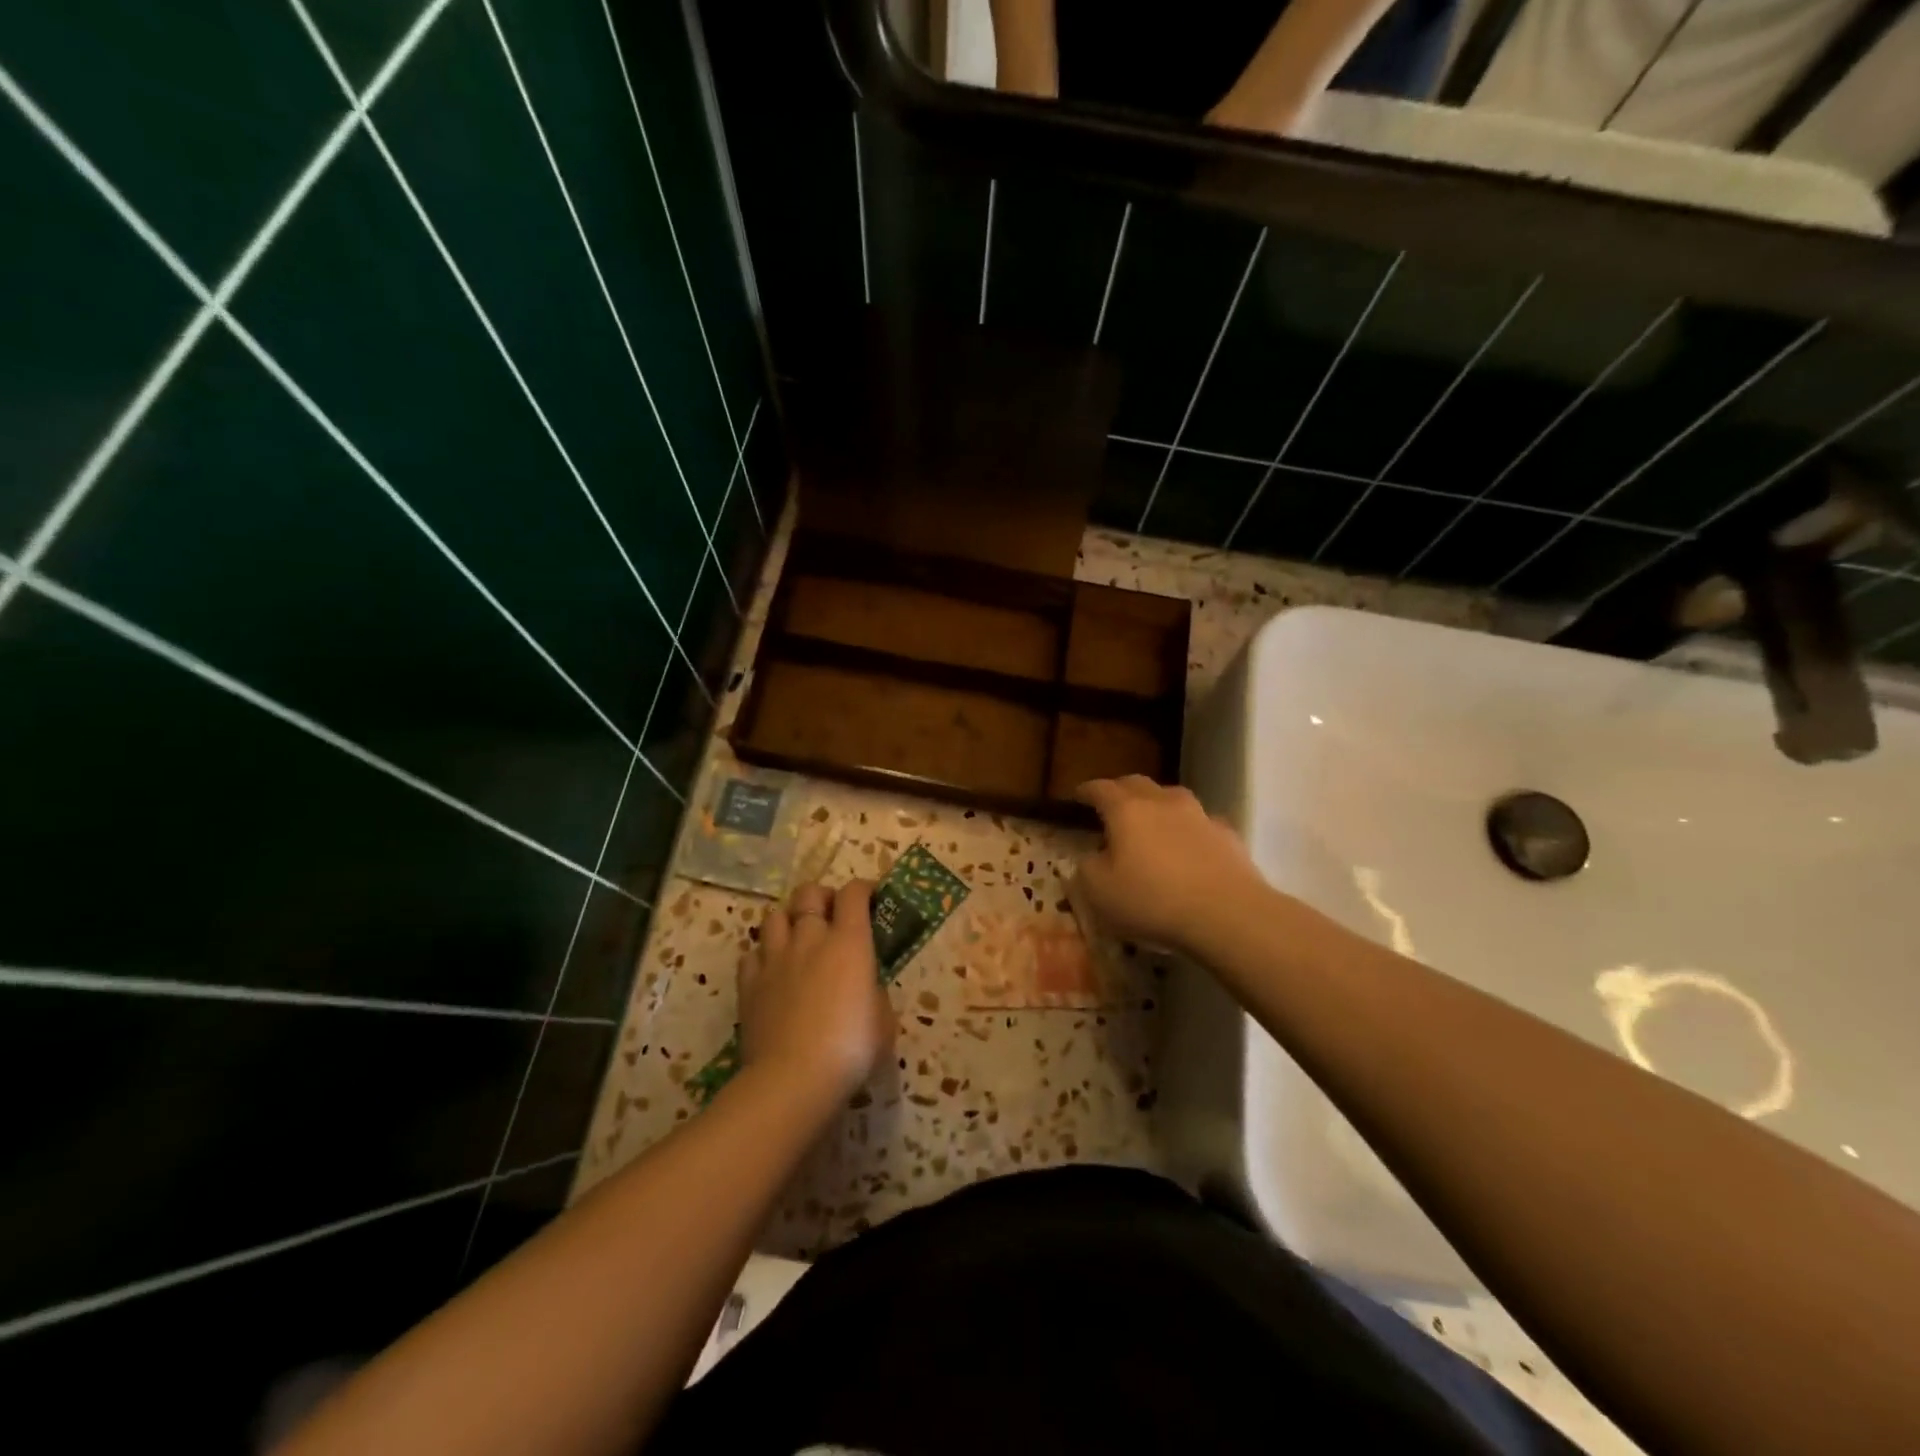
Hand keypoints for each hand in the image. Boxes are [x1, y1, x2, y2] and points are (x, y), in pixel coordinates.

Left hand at [739, 880, 891, 1106]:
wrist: (793, 1078)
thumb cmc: (851, 1048)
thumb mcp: (884, 1021)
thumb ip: (875, 993)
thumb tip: (865, 988)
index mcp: (849, 942)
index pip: (853, 894)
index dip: (863, 888)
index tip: (871, 897)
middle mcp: (810, 938)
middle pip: (808, 894)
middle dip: (821, 896)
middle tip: (831, 914)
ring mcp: (775, 959)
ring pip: (774, 916)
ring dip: (789, 920)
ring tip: (797, 938)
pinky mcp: (749, 984)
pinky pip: (751, 954)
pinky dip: (762, 956)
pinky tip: (771, 971)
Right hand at [1073, 776, 1267, 954]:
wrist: (1229, 915)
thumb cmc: (1153, 901)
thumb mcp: (1099, 892)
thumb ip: (1086, 869)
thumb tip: (1090, 857)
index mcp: (1126, 810)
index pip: (1100, 788)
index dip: (1086, 790)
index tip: (1077, 795)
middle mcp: (1163, 802)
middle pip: (1137, 784)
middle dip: (1120, 790)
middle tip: (1110, 804)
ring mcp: (1199, 815)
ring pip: (1172, 798)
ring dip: (1157, 805)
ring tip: (1151, 823)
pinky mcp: (1227, 835)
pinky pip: (1200, 823)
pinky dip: (1187, 829)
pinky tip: (1188, 848)